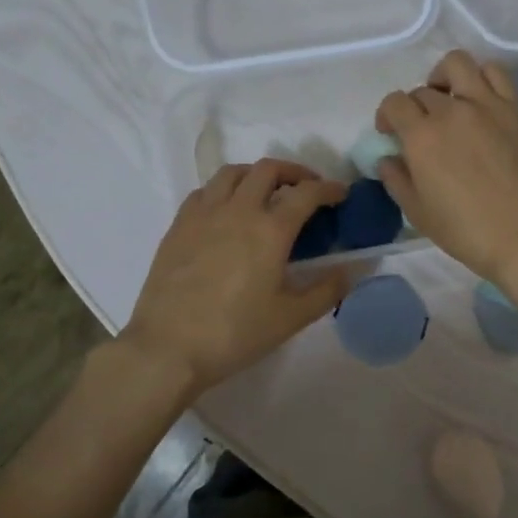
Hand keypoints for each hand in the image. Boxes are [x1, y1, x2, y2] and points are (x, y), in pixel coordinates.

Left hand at [122, 159, 352, 398]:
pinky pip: (204, 191)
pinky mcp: (178, 225)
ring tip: (266, 192)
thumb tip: (350, 271)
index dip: (329, 188)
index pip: (307, 193)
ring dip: (256, 174)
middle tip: (306, 188)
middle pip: (268, 169)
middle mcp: (238, 209)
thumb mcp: (291, 318)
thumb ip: (326, 291)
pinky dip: (224, 190)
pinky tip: (227, 210)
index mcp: (270, 229)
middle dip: (294, 172)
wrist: (168, 347)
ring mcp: (203, 213)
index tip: (340, 194)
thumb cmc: (235, 333)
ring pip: (232, 172)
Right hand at [375, 50, 517, 284]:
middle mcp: (452, 110)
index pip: (394, 103)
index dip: (386, 115)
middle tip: (421, 130)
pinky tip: (480, 101)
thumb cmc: (466, 231)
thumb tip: (388, 158)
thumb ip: (396, 179)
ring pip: (458, 64)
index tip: (390, 133)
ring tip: (449, 99)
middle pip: (423, 90)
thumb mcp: (418, 212)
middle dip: (414, 107)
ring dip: (445, 77)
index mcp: (422, 136)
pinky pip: (496, 75)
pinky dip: (481, 79)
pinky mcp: (516, 110)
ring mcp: (488, 105)